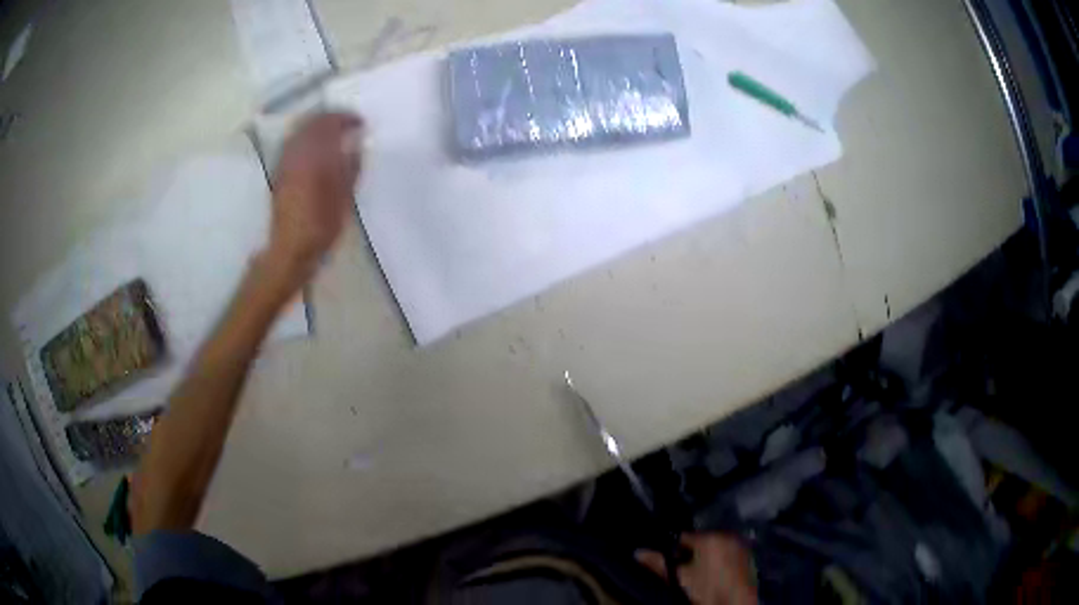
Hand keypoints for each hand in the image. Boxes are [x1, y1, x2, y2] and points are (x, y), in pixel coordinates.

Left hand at [267, 112, 363, 285]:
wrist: (290, 249)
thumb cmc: (321, 224)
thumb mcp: (345, 196)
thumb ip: (351, 165)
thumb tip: (356, 142)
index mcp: (313, 155)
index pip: (329, 123)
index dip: (346, 118)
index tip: (361, 123)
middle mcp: (295, 152)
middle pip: (311, 122)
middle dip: (330, 118)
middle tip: (347, 124)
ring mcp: (284, 161)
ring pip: (299, 131)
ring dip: (317, 127)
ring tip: (333, 134)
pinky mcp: (279, 172)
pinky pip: (292, 143)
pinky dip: (306, 138)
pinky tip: (316, 149)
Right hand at [636, 533, 757, 604]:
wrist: (736, 602)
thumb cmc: (707, 589)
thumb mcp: (680, 578)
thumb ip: (658, 563)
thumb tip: (637, 552)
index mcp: (709, 538)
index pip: (683, 537)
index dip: (674, 549)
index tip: (671, 562)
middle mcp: (726, 534)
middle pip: (701, 540)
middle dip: (691, 552)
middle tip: (685, 569)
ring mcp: (739, 543)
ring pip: (715, 546)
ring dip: (707, 555)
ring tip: (701, 573)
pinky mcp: (747, 554)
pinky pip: (728, 551)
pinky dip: (721, 558)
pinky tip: (716, 573)